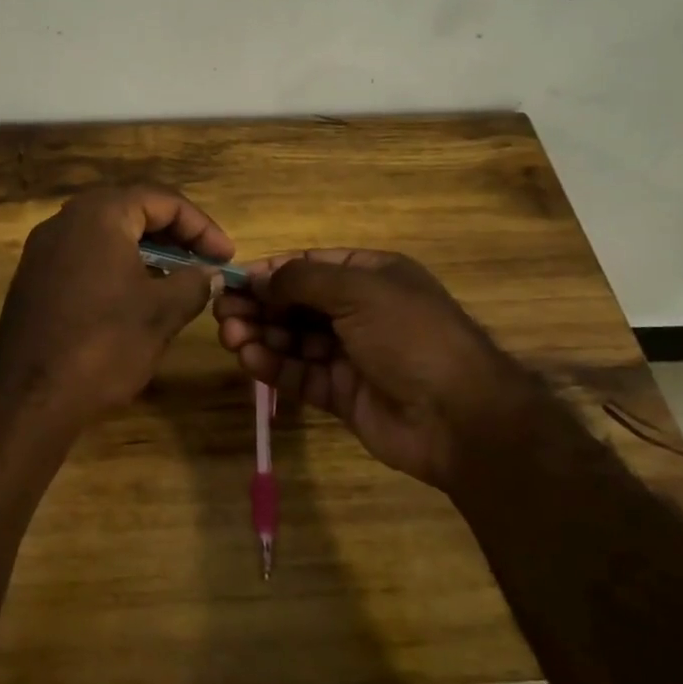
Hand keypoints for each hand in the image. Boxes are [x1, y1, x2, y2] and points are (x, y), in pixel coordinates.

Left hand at [0, 185, 234, 427]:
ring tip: (178, 279)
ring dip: (146, 250)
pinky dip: (118, 265)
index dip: (201, 226)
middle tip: (204, 261)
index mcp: (100, 214)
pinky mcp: (35, 277)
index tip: (226, 256)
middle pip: (132, 210)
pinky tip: (137, 296)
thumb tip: (209, 273)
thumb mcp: (162, 312)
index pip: (162, 200)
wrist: (28, 395)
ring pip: (107, 234)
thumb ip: (193, 283)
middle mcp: (67, 219)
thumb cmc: (103, 343)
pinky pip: (86, 256)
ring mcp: (45, 248)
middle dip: (174, 234)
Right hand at [214, 249, 539, 487]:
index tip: (233, 280)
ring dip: (261, 335)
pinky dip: (273, 366)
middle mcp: (359, 311)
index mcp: (371, 277)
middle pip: (296, 303)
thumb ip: (301, 281)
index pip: (309, 266)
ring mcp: (350, 354)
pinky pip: (300, 374)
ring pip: (293, 339)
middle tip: (223, 313)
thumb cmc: (410, 336)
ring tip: (230, 337)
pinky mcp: (341, 393)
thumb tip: (258, 278)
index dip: (270, 272)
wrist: (460, 417)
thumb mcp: (358, 291)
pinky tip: (249, 359)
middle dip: (260, 306)